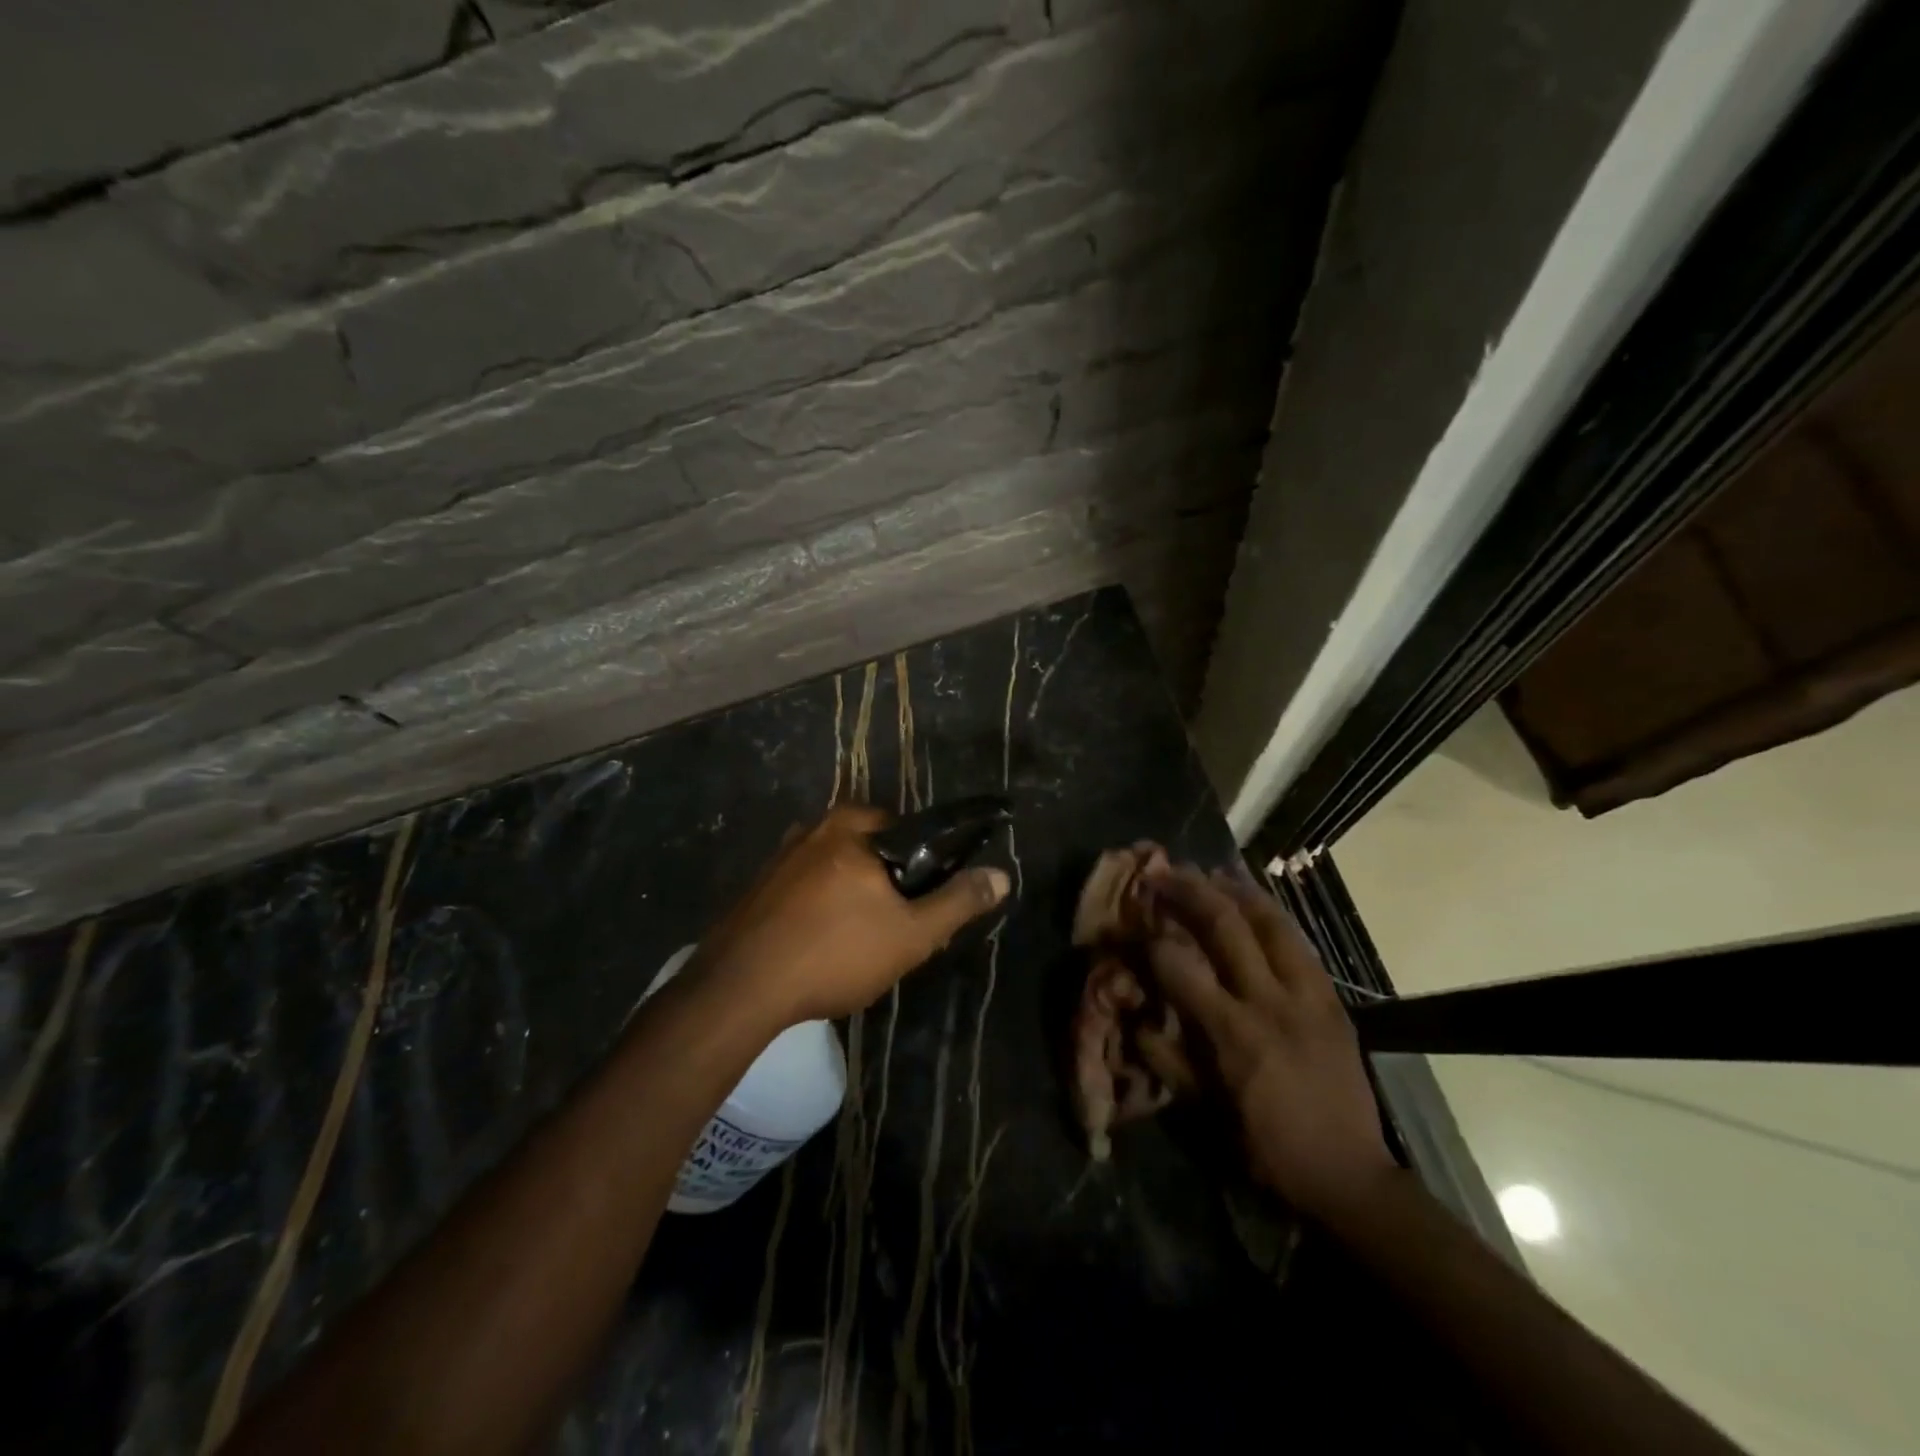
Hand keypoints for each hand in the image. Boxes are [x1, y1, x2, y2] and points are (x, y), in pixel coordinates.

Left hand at [697, 805, 1010, 1023]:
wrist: (739, 989)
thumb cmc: (834, 952)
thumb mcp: (910, 934)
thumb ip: (958, 902)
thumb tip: (1001, 875)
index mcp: (853, 825)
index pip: (908, 832)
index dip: (924, 869)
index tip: (922, 907)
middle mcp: (814, 828)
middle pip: (871, 851)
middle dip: (886, 886)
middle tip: (892, 930)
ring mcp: (780, 856)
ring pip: (837, 871)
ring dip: (852, 899)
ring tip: (855, 946)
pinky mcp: (758, 886)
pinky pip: (806, 889)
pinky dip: (820, 910)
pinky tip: (818, 947)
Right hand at [1140, 865, 1395, 1221]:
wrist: (1350, 1175)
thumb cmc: (1266, 1149)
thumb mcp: (1204, 1113)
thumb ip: (1166, 1059)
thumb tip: (1135, 1017)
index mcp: (1231, 1034)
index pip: (1180, 966)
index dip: (1150, 938)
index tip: (1133, 922)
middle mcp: (1268, 1002)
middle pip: (1225, 926)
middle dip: (1188, 892)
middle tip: (1163, 873)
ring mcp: (1306, 995)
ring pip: (1269, 922)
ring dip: (1234, 891)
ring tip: (1209, 871)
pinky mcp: (1331, 999)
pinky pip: (1299, 942)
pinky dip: (1271, 915)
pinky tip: (1255, 902)